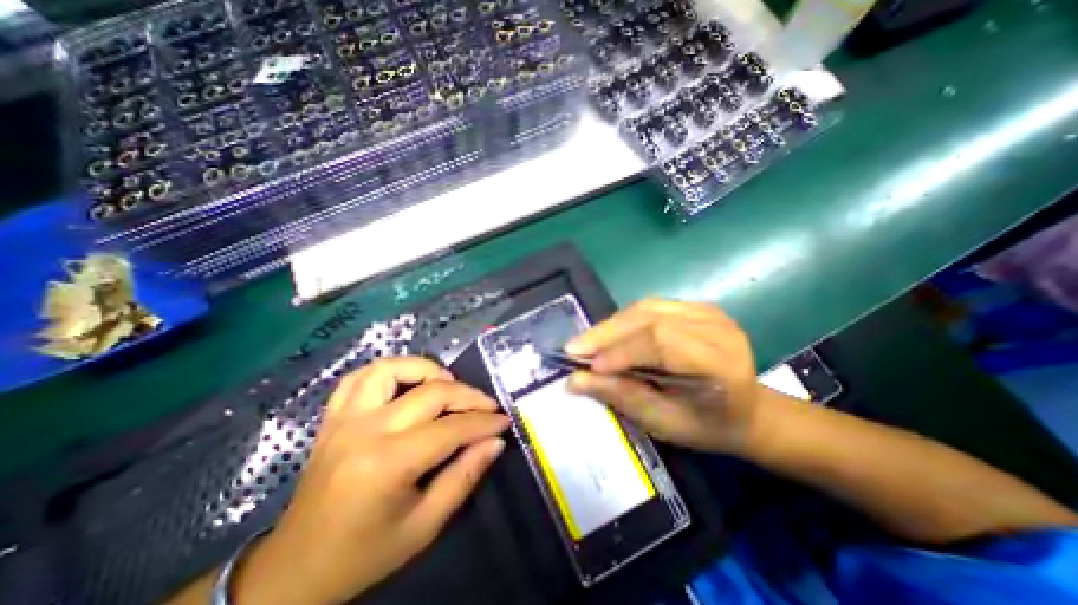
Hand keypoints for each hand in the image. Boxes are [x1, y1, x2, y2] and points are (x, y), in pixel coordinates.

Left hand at [231, 358, 509, 602]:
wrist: (295, 570)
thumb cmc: (365, 553)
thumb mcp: (424, 526)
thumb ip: (464, 477)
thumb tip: (495, 441)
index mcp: (387, 464)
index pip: (450, 428)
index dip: (484, 422)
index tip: (504, 421)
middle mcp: (365, 431)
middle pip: (431, 393)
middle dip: (469, 396)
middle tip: (487, 407)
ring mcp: (344, 419)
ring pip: (392, 369)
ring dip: (426, 370)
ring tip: (447, 385)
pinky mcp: (333, 417)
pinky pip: (360, 376)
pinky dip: (389, 370)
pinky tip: (407, 383)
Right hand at [566, 297, 764, 452]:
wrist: (748, 410)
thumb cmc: (708, 426)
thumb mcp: (665, 423)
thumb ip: (621, 396)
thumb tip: (574, 381)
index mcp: (720, 362)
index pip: (661, 341)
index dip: (621, 350)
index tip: (588, 366)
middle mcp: (716, 327)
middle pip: (649, 318)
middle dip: (606, 333)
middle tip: (574, 349)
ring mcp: (706, 311)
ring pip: (644, 308)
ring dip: (611, 325)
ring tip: (586, 343)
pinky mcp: (695, 307)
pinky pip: (649, 307)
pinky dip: (623, 320)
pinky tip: (609, 335)